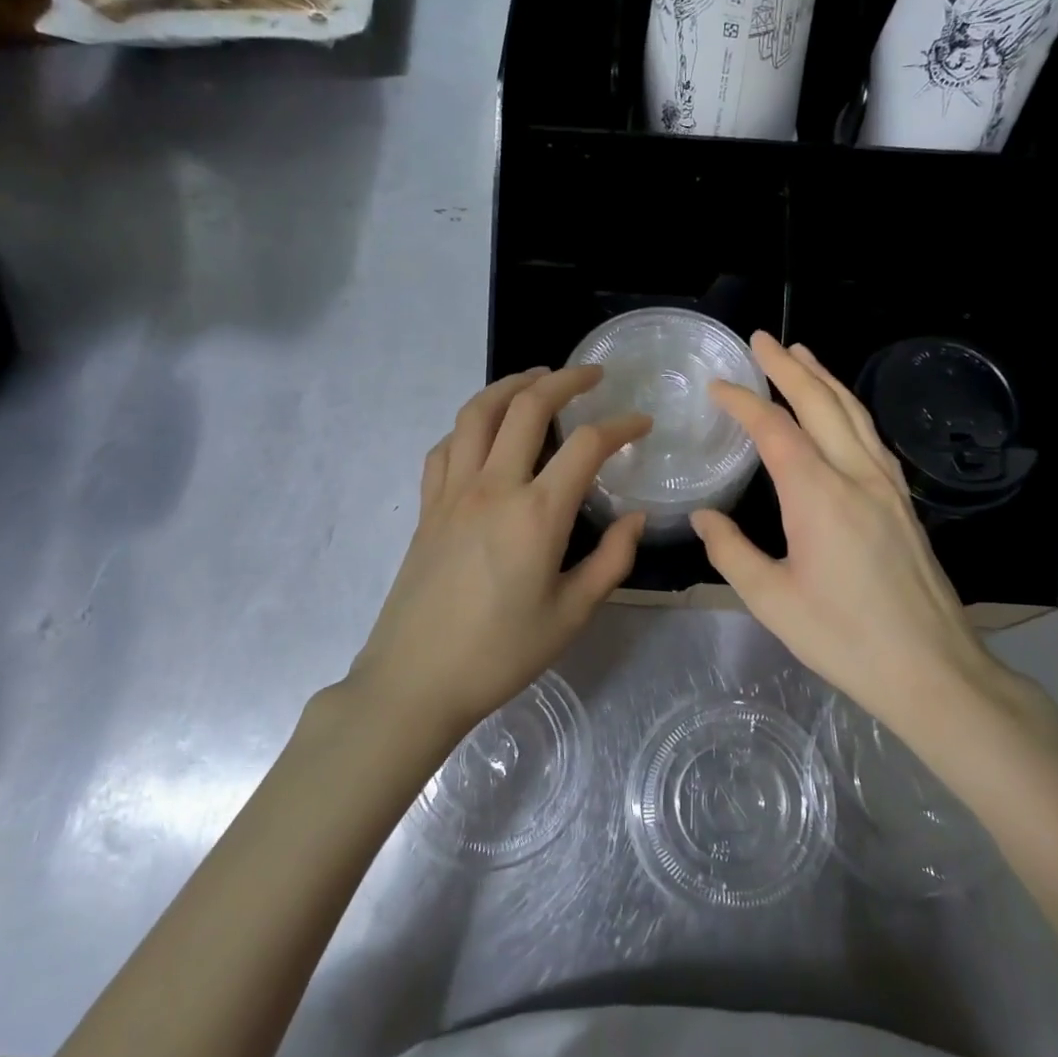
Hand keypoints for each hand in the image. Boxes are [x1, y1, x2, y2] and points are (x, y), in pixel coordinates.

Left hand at [345, 366, 649, 733]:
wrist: (415, 680)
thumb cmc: (500, 654)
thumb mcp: (571, 615)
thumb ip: (611, 561)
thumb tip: (635, 518)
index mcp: (537, 514)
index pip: (587, 445)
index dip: (621, 425)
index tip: (642, 423)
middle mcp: (493, 487)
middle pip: (528, 406)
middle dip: (565, 380)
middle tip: (591, 376)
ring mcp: (453, 492)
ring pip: (478, 412)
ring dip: (510, 385)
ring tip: (536, 379)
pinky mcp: (428, 506)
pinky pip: (447, 446)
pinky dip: (470, 424)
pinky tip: (484, 430)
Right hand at [691, 333, 1057, 750]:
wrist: (931, 669)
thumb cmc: (844, 638)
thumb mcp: (771, 600)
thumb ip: (731, 551)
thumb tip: (704, 516)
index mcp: (818, 496)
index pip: (775, 430)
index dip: (743, 402)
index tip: (718, 386)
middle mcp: (857, 477)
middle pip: (821, 405)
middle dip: (789, 368)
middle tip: (762, 339)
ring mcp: (888, 487)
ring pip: (855, 415)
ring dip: (825, 380)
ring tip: (802, 355)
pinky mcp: (904, 503)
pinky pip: (873, 438)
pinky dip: (850, 411)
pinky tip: (844, 414)